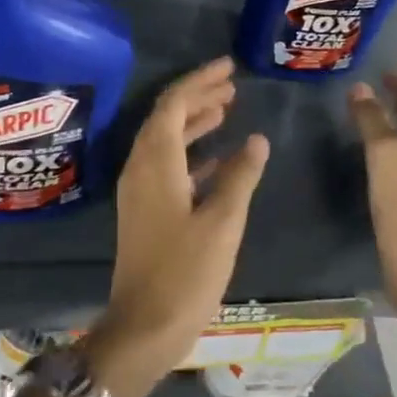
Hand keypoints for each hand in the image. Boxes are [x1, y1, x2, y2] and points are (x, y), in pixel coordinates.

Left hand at [85, 57, 268, 396]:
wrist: (143, 328)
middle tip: (232, 84)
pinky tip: (217, 156)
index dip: (200, 81)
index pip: (173, 104)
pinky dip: (191, 152)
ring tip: (227, 108)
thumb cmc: (185, 273)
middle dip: (198, 96)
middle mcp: (141, 167)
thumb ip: (240, 176)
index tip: (229, 67)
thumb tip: (257, 139)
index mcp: (156, 162)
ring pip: (166, 140)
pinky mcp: (145, 210)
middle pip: (167, 116)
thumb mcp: (222, 222)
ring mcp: (139, 190)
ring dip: (194, 121)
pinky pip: (167, 165)